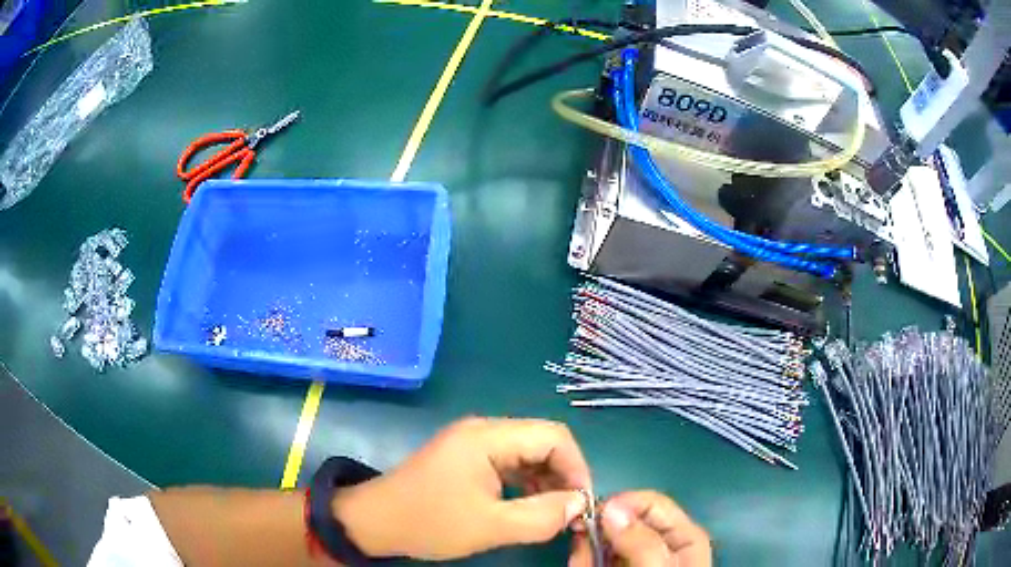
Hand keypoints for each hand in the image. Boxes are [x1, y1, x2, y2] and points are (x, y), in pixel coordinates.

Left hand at [332, 417, 591, 559]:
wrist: (375, 521)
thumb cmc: (429, 522)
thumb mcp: (490, 526)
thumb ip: (541, 516)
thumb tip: (579, 504)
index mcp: (488, 437)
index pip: (553, 436)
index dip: (576, 467)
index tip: (582, 502)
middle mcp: (483, 430)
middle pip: (542, 442)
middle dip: (562, 475)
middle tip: (570, 511)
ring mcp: (473, 443)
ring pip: (527, 454)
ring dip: (545, 481)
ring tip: (553, 512)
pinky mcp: (466, 458)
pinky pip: (509, 464)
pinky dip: (526, 483)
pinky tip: (529, 506)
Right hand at [570, 491, 710, 566]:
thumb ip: (642, 542)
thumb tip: (610, 508)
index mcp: (682, 536)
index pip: (651, 503)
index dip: (621, 505)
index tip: (593, 518)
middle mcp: (659, 543)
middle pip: (623, 520)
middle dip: (598, 533)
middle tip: (583, 552)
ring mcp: (636, 558)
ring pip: (604, 539)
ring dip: (586, 550)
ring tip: (582, 564)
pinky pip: (594, 557)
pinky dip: (583, 561)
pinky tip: (581, 566)